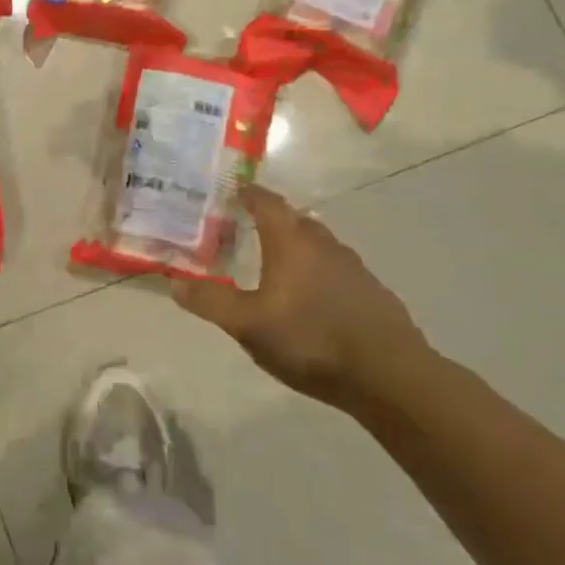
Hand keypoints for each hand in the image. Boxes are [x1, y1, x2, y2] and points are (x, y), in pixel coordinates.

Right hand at [171, 185, 427, 404]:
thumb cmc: (311, 340)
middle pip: (295, 220)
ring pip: (318, 245)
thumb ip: (211, 302)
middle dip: (272, 219)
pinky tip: (311, 298)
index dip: (249, 193)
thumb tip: (174, 281)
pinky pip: (336, 269)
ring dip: (296, 246)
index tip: (235, 189)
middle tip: (247, 227)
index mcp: (291, 243)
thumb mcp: (249, 325)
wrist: (390, 375)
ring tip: (276, 263)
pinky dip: (318, 272)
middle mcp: (323, 245)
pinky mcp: (372, 293)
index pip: (267, 203)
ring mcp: (353, 268)